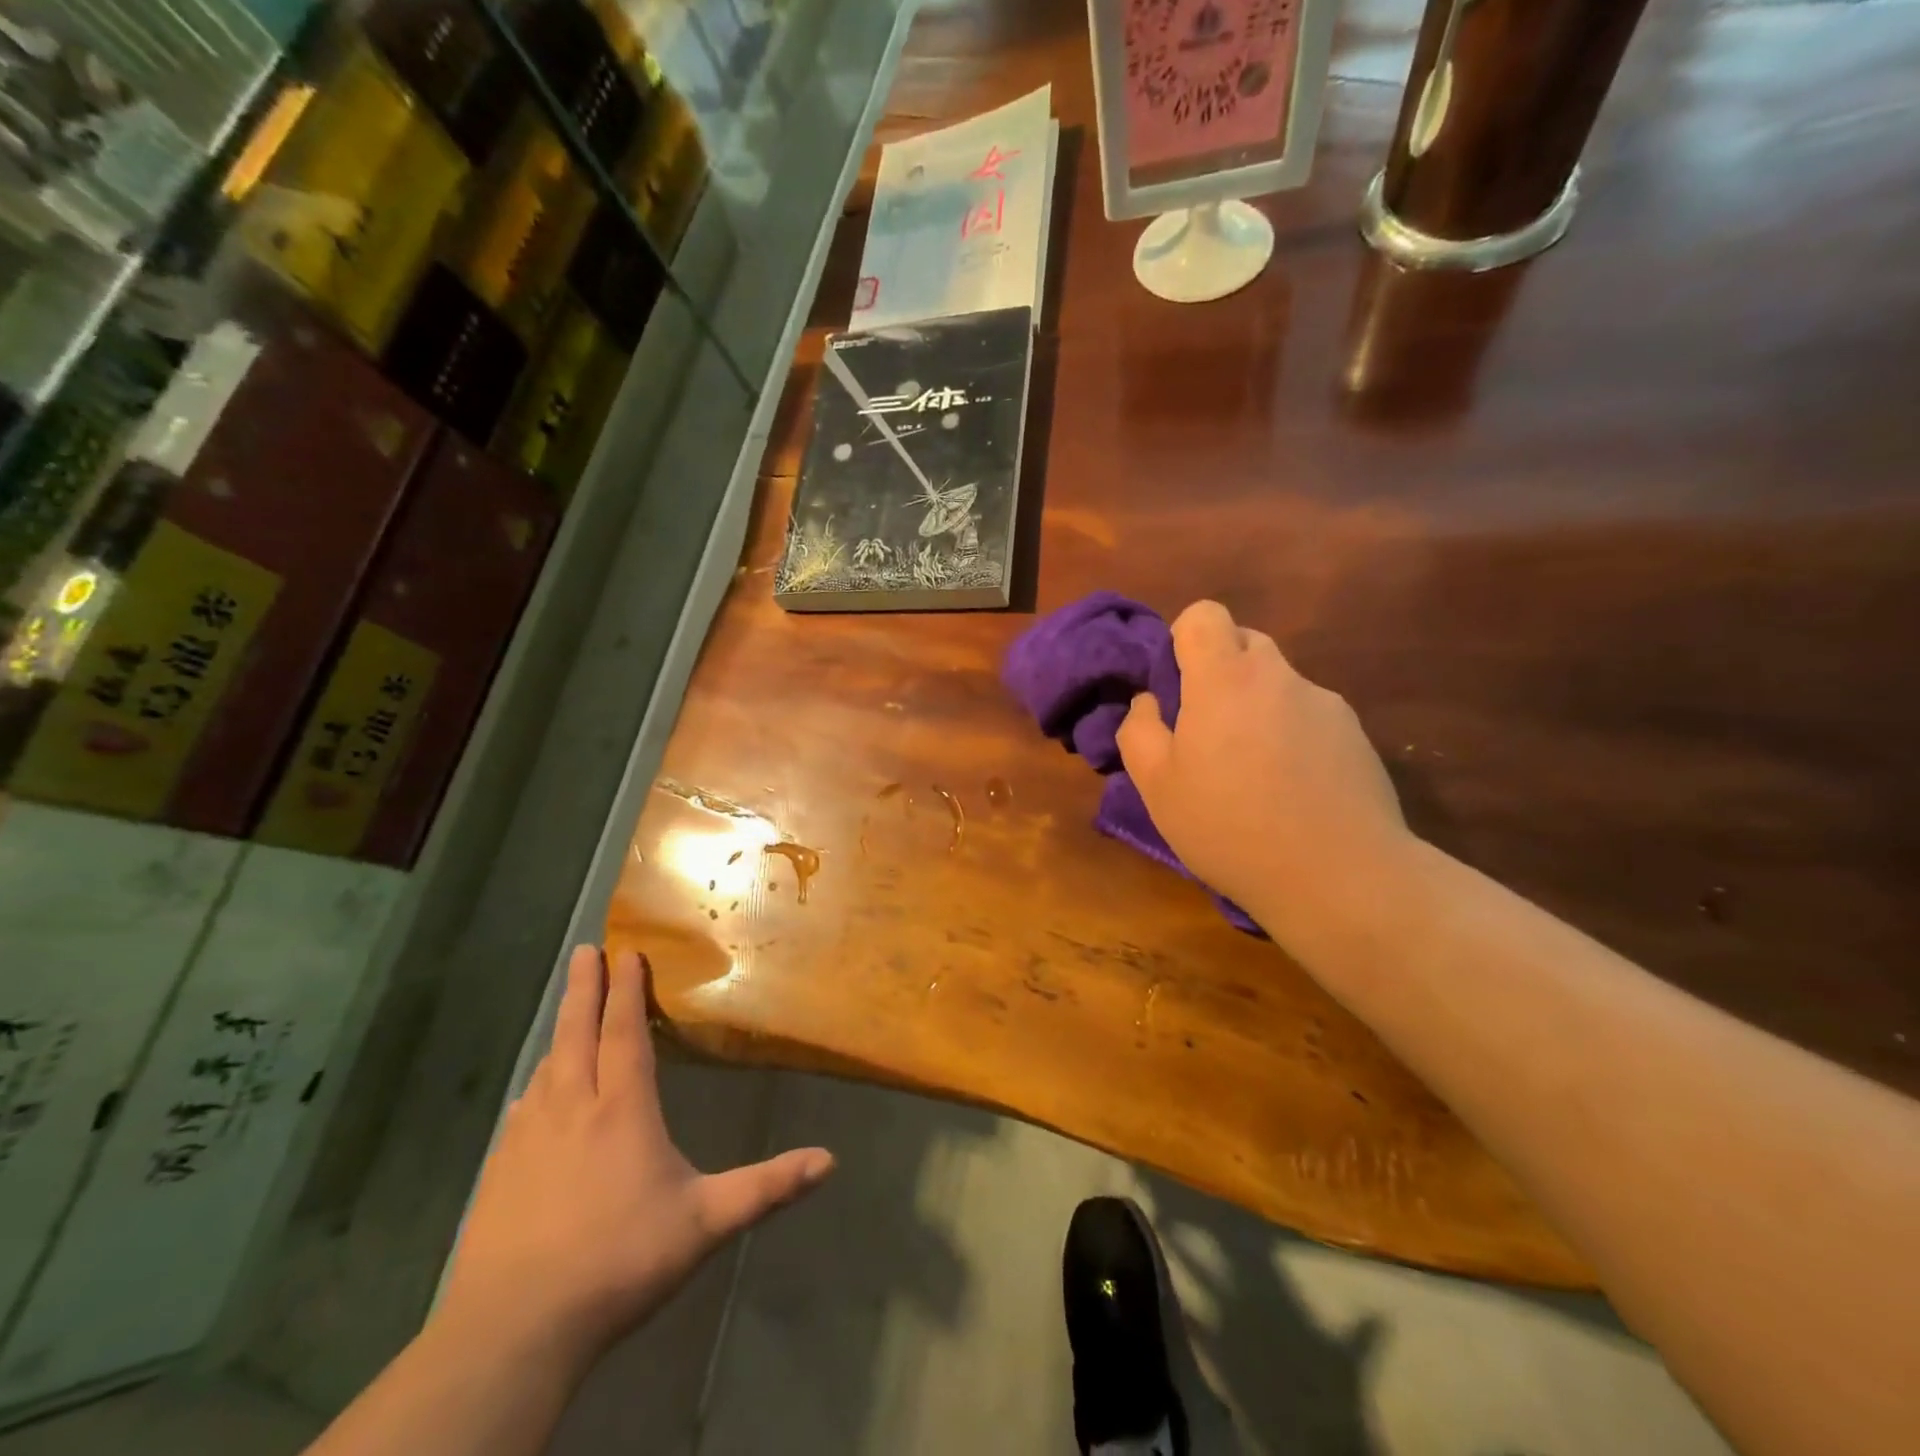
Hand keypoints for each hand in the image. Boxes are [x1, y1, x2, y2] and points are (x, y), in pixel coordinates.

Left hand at [439, 947, 832, 1367]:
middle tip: (585, 950)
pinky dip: (538, 1081)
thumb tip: (829, 1161)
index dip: (626, 989)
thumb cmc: (619, 1261)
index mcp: (622, 1108)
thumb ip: (767, 1187)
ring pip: (548, 1065)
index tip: (626, 951)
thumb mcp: (705, 1223)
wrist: (514, 1330)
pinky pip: (524, 1105)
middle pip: (577, 1032)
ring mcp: (528, 1137)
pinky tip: (536, 1091)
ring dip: (561, 1030)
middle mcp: (572, 1107)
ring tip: (569, 1012)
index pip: (625, 1032)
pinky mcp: (499, 1170)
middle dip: (584, 987)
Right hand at [1117, 601, 1408, 946]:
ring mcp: (1325, 704)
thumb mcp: (1157, 786)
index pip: (1205, 615)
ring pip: (1278, 683)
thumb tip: (1150, 702)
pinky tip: (1292, 789)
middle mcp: (1279, 676)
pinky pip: (1309, 716)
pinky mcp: (1356, 735)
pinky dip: (1291, 735)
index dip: (1182, 639)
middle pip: (1244, 642)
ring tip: (1251, 772)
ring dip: (1256, 707)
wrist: (1339, 876)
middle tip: (1205, 732)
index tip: (1175, 688)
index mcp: (1225, 679)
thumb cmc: (1230, 827)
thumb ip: (1140, 730)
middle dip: (1218, 672)